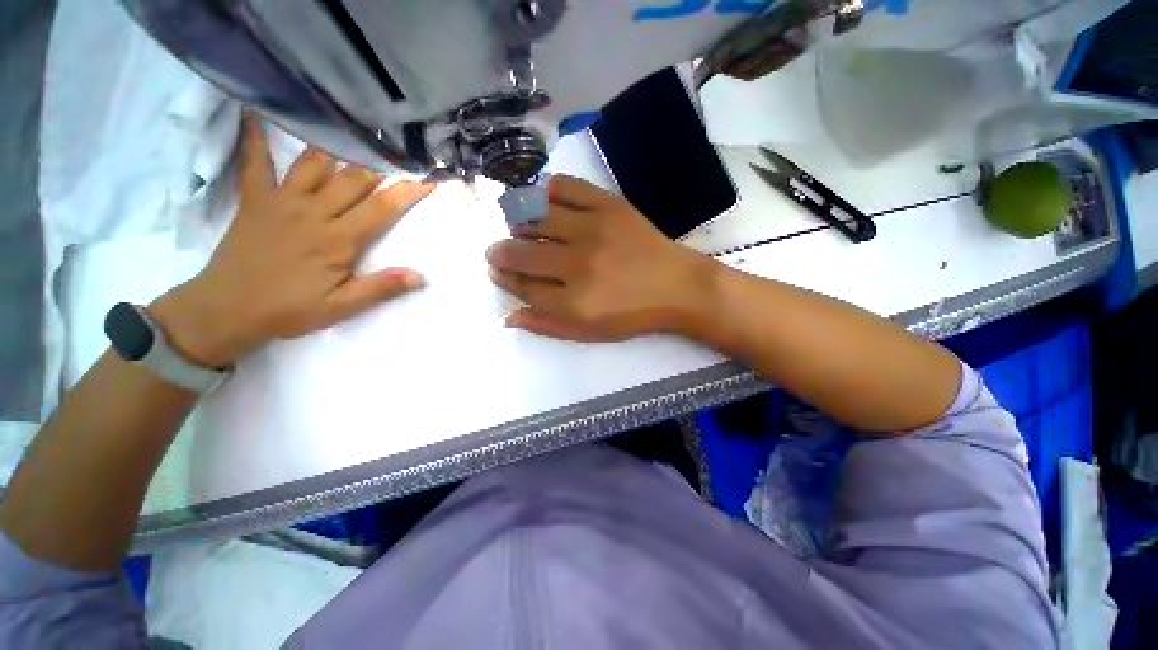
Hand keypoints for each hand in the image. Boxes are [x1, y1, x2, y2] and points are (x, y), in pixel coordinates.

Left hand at [151, 113, 432, 366]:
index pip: (381, 208)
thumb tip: (420, 276)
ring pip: (314, 163)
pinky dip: (254, 136)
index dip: (407, 192)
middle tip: (400, 149)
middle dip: (380, 164)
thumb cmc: (290, 310)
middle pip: (353, 179)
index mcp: (338, 239)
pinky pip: (255, 162)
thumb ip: (381, 288)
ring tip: (356, 129)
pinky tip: (254, 112)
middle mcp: (313, 211)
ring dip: (338, 147)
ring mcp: (281, 200)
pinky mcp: (255, 199)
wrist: (227, 309)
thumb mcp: (342, 307)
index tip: (428, 179)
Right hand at [486, 175, 718, 341]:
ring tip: (517, 227)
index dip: (503, 278)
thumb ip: (547, 325)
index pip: (523, 286)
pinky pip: (565, 187)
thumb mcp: (590, 332)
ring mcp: (594, 229)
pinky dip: (546, 190)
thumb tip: (508, 317)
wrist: (678, 286)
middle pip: (522, 252)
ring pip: (536, 216)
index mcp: (574, 302)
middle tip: (497, 251)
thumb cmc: (633, 315)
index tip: (496, 271)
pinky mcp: (609, 205)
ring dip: (517, 222)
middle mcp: (578, 264)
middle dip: (500, 252)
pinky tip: (541, 200)